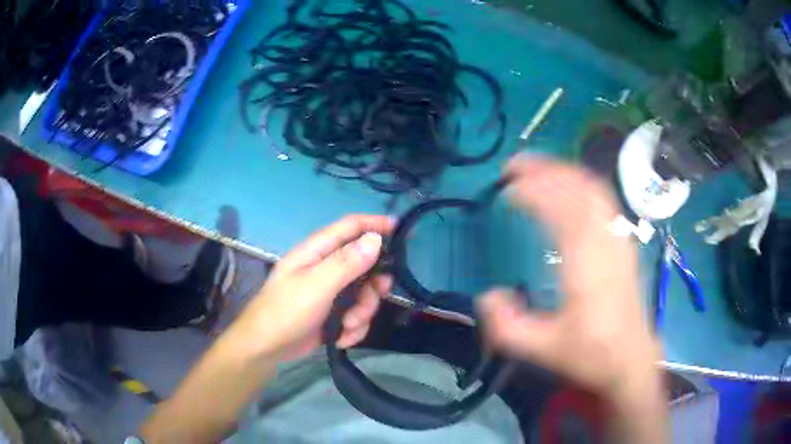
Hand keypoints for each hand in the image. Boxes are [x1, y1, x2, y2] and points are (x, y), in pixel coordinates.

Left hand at [228, 215, 393, 360]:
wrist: (266, 349)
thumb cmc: (285, 311)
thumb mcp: (316, 285)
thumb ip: (346, 262)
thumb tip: (375, 239)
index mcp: (317, 251)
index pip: (350, 227)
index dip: (375, 224)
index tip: (401, 230)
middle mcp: (325, 267)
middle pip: (365, 265)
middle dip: (373, 285)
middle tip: (377, 296)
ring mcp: (330, 292)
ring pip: (364, 295)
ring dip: (362, 313)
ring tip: (348, 326)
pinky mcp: (332, 314)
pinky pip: (356, 315)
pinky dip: (353, 329)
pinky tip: (342, 339)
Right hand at [477, 156, 660, 399]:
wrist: (631, 358)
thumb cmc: (591, 353)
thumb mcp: (544, 350)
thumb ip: (508, 327)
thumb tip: (486, 295)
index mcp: (586, 264)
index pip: (561, 209)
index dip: (533, 191)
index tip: (506, 190)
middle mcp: (605, 241)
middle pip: (578, 187)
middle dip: (545, 169)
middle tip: (513, 166)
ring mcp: (618, 238)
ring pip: (593, 188)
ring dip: (563, 171)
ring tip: (536, 168)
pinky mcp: (623, 241)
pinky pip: (604, 199)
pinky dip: (582, 183)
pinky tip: (568, 187)